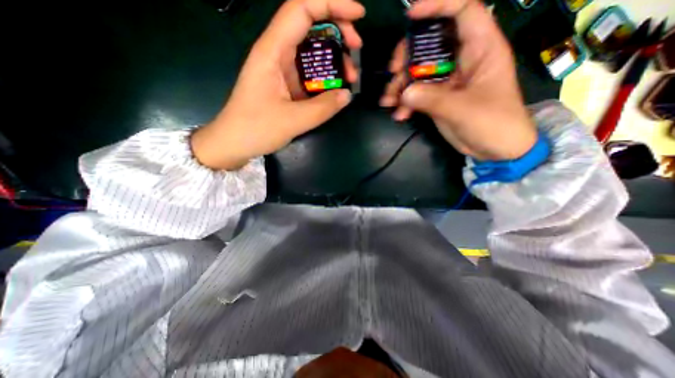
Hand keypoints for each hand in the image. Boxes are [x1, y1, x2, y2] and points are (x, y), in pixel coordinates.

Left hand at [192, 0, 366, 169]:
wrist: (235, 143)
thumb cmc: (256, 129)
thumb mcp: (293, 120)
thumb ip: (323, 107)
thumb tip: (347, 95)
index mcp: (273, 51)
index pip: (302, 9)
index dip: (331, 4)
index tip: (358, 16)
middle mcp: (277, 53)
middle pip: (309, 25)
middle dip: (338, 31)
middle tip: (356, 50)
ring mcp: (281, 70)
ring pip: (311, 51)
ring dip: (334, 58)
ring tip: (350, 77)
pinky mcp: (285, 85)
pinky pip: (309, 73)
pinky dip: (325, 77)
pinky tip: (335, 89)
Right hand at [383, 1, 535, 159]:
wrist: (495, 149)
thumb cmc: (492, 123)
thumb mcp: (463, 110)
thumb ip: (432, 99)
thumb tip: (404, 93)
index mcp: (481, 49)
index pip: (462, 10)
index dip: (438, 6)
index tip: (411, 17)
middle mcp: (462, 59)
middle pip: (430, 43)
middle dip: (407, 55)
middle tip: (393, 72)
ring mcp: (447, 80)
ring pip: (419, 71)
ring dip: (400, 85)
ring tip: (388, 101)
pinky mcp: (438, 97)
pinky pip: (417, 93)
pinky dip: (405, 102)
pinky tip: (399, 114)